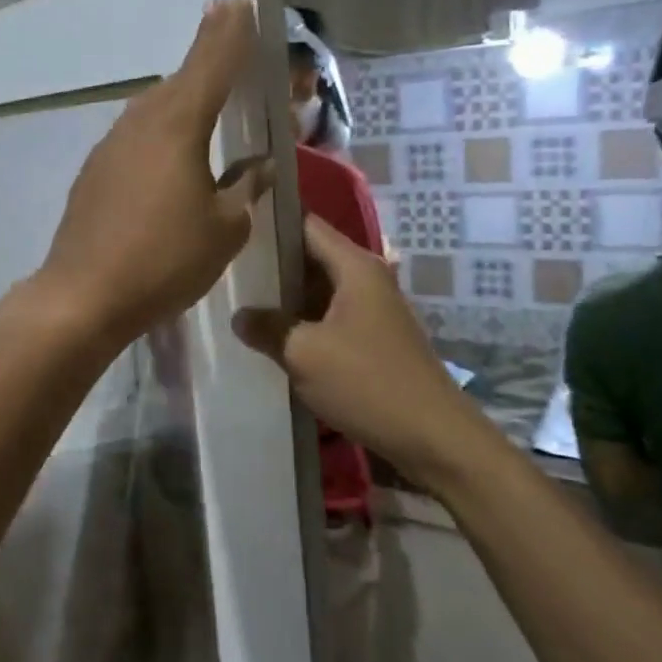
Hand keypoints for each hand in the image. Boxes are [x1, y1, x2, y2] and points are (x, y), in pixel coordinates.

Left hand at [36, 0, 271, 347]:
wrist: (84, 295)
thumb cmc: (165, 259)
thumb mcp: (225, 228)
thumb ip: (245, 188)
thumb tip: (259, 165)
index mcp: (178, 126)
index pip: (211, 65)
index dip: (229, 33)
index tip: (238, 1)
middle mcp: (141, 124)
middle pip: (180, 80)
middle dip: (206, 55)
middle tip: (226, 33)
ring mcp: (110, 147)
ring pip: (153, 108)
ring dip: (180, 95)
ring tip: (203, 93)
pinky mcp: (94, 173)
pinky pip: (135, 136)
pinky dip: (158, 130)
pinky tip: (167, 151)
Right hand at [234, 216, 471, 476]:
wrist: (433, 437)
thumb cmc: (367, 382)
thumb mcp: (305, 354)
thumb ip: (267, 328)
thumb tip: (239, 316)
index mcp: (355, 267)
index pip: (306, 225)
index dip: (270, 223)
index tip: (233, 230)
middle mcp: (367, 278)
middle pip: (312, 257)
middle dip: (272, 265)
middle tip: (227, 271)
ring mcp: (373, 310)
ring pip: (319, 290)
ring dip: (286, 298)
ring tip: (240, 301)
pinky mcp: (374, 339)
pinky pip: (330, 317)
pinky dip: (303, 322)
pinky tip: (273, 337)